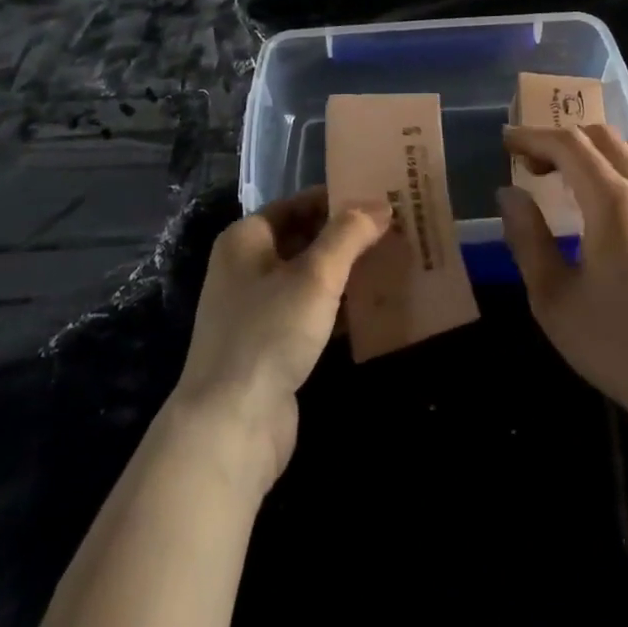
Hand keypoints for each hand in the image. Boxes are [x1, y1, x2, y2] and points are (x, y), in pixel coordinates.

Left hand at [171, 188, 388, 491]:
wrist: (230, 426)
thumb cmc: (269, 332)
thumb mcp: (315, 275)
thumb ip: (349, 235)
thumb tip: (380, 205)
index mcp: (246, 239)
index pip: (298, 204)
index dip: (339, 200)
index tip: (382, 200)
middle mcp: (247, 268)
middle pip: (305, 240)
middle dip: (349, 238)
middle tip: (397, 231)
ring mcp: (258, 310)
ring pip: (312, 279)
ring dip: (349, 273)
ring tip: (396, 263)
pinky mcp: (272, 346)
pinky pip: (312, 314)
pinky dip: (341, 309)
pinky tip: (377, 308)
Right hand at [499, 125, 627, 422]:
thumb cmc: (613, 341)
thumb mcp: (552, 296)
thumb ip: (527, 237)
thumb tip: (509, 194)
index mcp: (612, 202)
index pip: (569, 145)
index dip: (533, 137)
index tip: (507, 143)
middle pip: (601, 137)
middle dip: (561, 140)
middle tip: (531, 165)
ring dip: (594, 150)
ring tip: (568, 176)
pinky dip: (622, 167)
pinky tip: (611, 199)